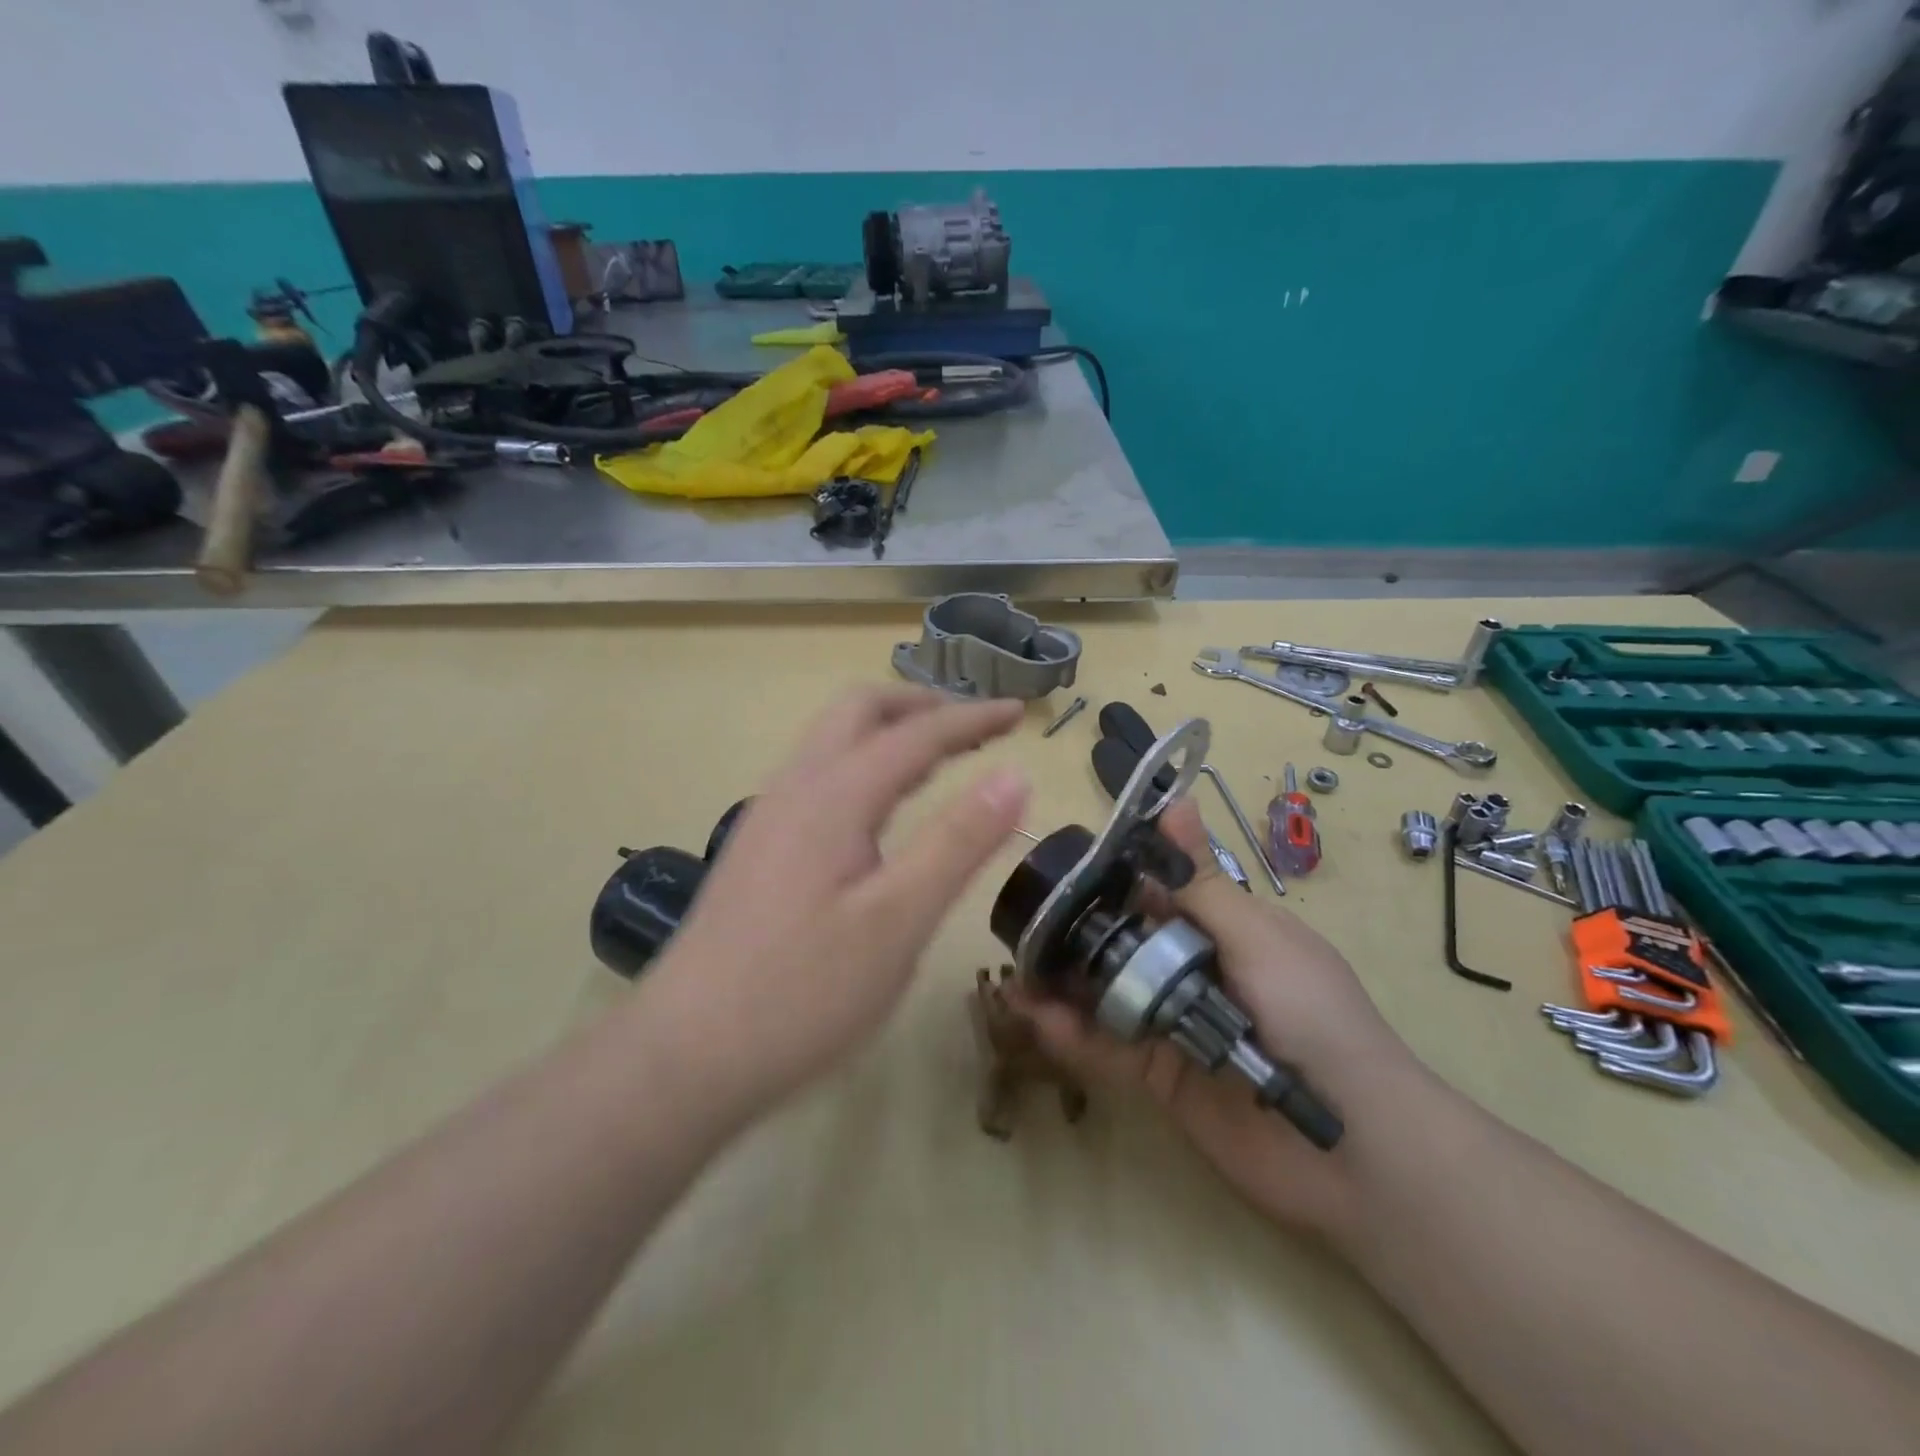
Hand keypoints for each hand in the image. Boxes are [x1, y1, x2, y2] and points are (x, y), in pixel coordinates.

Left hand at [651, 686, 1028, 1118]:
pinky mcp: (758, 849)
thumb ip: (958, 842)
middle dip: (921, 706)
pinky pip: (819, 776)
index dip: (972, 718)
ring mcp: (768, 818)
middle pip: (858, 711)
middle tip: (974, 728)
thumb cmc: (802, 993)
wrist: (683, 1055)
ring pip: (832, 741)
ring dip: (889, 732)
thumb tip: (1015, 775)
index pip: (915, 734)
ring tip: (938, 758)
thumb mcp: (898, 921)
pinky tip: (881, 811)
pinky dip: (864, 765)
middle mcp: (794, 788)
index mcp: (832, 796)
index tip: (1019, 711)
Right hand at [1012, 797, 1423, 1237]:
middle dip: (1076, 933)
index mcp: (1224, 930)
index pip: (1157, 893)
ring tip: (1013, 970)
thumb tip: (1176, 800)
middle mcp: (1195, 971)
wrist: (1355, 1148)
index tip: (1060, 866)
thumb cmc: (1312, 1017)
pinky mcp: (1160, 1077)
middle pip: (1124, 944)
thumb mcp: (1256, 938)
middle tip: (1020, 922)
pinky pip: (1108, 1048)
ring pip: (1108, 994)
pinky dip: (1073, 1034)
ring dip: (1063, 982)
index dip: (1111, 878)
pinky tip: (1036, 1018)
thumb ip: (1199, 883)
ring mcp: (1175, 1025)